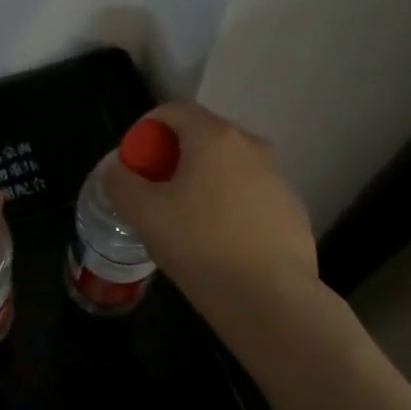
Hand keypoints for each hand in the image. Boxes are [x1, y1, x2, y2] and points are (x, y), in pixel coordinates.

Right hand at [101, 102, 317, 311]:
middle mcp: (252, 145)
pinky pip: (249, 193)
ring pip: (227, 166)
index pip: (172, 111)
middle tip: (152, 191)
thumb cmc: (199, 244)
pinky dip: (227, 203)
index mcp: (214, 136)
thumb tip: (117, 169)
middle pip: (201, 136)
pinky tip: (217, 240)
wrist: (269, 298)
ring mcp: (278, 177)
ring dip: (201, 180)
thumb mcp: (143, 212)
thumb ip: (120, 181)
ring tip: (183, 219)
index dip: (144, 130)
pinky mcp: (292, 209)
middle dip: (171, 156)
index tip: (132, 163)